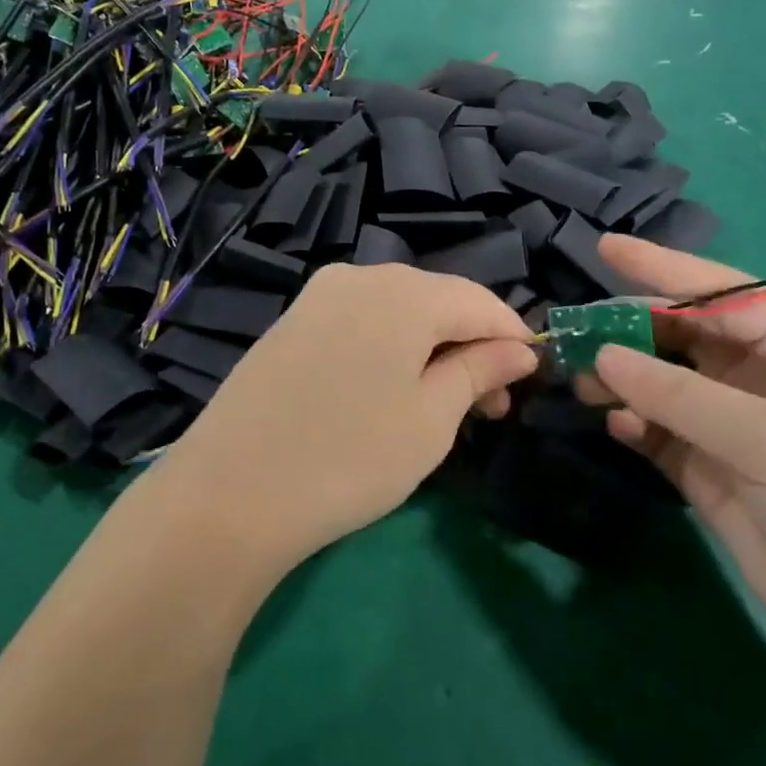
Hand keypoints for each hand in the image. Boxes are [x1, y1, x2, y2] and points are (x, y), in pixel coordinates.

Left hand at [147, 263, 538, 571]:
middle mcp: (360, 276)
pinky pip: (359, 322)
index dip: (513, 336)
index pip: (479, 301)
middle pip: (437, 301)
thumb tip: (519, 348)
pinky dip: (389, 347)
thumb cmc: (351, 456)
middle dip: (471, 345)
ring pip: (397, 311)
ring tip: (445, 403)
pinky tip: (390, 389)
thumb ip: (479, 371)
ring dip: (431, 348)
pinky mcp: (291, 322)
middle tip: (491, 407)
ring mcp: (318, 296)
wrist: (231, 489)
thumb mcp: (431, 418)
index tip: (533, 378)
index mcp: (404, 291)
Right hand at [583, 234, 765, 676]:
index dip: (662, 267)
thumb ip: (680, 395)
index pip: (719, 293)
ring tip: (582, 381)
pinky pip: (659, 432)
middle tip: (574, 329)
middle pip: (682, 335)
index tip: (606, 248)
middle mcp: (759, 379)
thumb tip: (603, 355)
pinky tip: (617, 425)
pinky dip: (634, 424)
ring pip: (662, 383)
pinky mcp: (711, 471)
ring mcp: (732, 427)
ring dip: (623, 378)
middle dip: (630, 327)